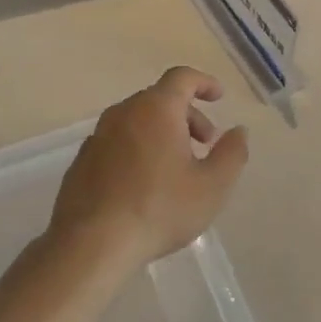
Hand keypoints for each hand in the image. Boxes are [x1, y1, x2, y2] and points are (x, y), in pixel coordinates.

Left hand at [48, 68, 250, 270]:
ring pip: (137, 121)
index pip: (182, 77)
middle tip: (204, 145)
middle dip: (187, 116)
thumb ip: (232, 153)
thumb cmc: (160, 209)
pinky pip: (117, 143)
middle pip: (160, 99)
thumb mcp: (212, 186)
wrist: (91, 244)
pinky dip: (137, 150)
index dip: (204, 83)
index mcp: (156, 109)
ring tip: (176, 168)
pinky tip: (145, 185)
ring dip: (162, 133)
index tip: (218, 98)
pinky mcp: (81, 162)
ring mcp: (97, 137)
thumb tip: (238, 131)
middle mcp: (123, 113)